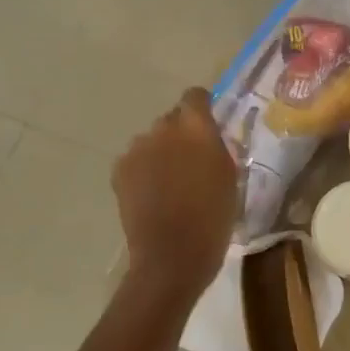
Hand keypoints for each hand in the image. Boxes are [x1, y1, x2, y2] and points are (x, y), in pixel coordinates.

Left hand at [114, 87, 237, 295]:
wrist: (173, 254)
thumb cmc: (214, 216)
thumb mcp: (230, 177)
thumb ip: (217, 148)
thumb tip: (208, 137)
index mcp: (197, 128)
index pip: (195, 96)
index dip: (202, 105)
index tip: (209, 121)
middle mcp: (163, 129)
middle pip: (172, 119)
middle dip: (181, 133)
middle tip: (192, 160)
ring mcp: (137, 149)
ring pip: (152, 140)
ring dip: (161, 152)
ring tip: (171, 181)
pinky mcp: (119, 170)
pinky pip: (135, 160)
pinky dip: (144, 170)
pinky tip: (153, 194)